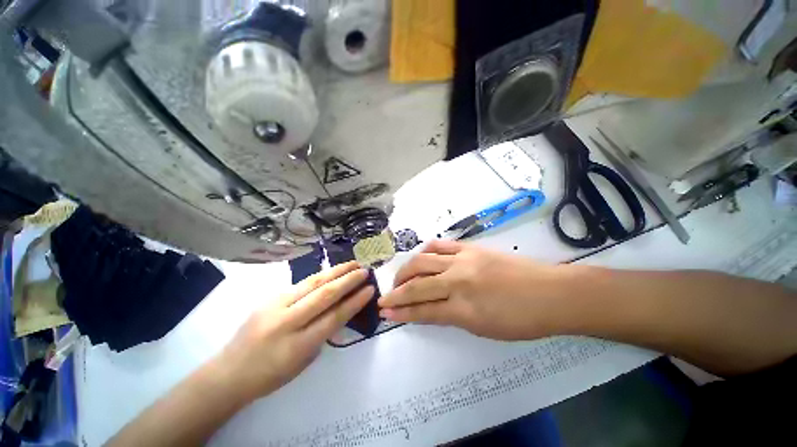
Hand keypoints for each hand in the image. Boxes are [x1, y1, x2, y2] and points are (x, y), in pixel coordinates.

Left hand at [216, 262, 372, 400]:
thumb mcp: (303, 362)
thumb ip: (322, 334)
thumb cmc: (270, 375)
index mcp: (298, 345)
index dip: (355, 301)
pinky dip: (321, 275)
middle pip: (324, 295)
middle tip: (365, 271)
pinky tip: (331, 271)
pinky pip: (301, 284)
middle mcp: (287, 322)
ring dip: (336, 271)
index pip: (334, 317)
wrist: (229, 372)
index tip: (370, 289)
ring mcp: (275, 306)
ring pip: (312, 283)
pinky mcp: (270, 298)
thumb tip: (340, 309)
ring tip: (352, 264)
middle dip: (348, 281)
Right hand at [378, 240, 565, 340]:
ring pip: (423, 261)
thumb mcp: (483, 328)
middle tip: (388, 295)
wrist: (551, 293)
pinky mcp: (470, 247)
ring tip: (400, 277)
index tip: (384, 312)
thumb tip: (429, 309)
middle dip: (397, 292)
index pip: (423, 310)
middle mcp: (459, 281)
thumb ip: (452, 316)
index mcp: (464, 309)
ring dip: (406, 270)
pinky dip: (425, 251)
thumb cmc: (522, 319)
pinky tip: (420, 257)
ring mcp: (463, 260)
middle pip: (417, 284)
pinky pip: (440, 245)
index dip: (401, 312)